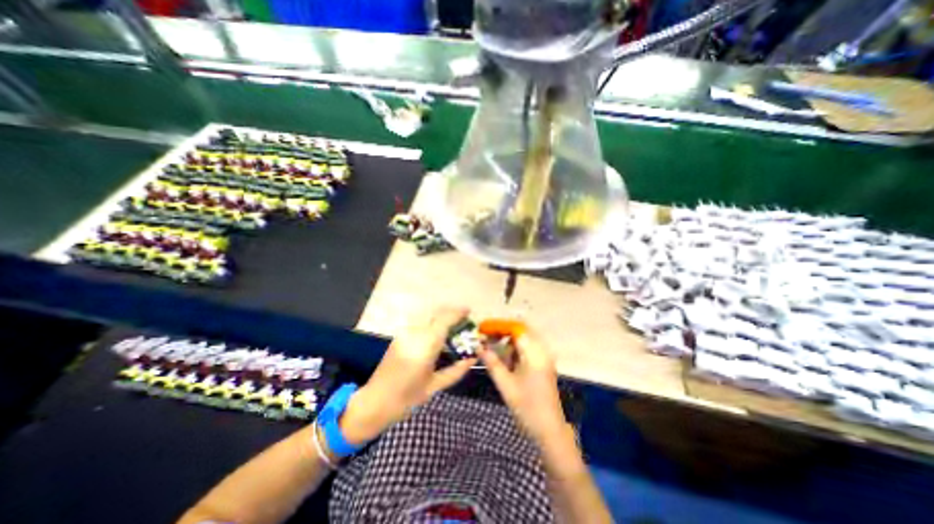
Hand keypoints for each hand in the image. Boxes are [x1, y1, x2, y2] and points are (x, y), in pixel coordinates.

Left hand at [339, 307, 476, 445]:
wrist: (374, 402)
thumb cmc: (406, 398)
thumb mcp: (435, 386)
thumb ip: (456, 370)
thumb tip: (473, 359)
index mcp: (425, 346)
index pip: (444, 320)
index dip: (458, 312)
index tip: (469, 311)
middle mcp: (414, 334)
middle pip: (436, 313)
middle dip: (451, 312)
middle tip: (463, 319)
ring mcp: (405, 333)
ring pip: (427, 315)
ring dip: (441, 315)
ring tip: (452, 324)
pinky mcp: (399, 335)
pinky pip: (420, 321)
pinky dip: (432, 321)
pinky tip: (437, 332)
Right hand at [476, 328, 565, 445]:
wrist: (549, 430)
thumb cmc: (527, 407)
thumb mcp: (505, 384)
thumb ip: (492, 362)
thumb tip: (479, 346)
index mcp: (534, 353)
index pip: (516, 328)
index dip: (499, 325)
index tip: (483, 328)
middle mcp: (542, 350)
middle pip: (521, 329)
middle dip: (503, 331)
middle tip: (487, 337)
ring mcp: (544, 357)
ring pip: (524, 338)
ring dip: (508, 340)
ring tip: (493, 348)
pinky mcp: (543, 364)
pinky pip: (528, 348)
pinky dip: (515, 349)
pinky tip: (506, 359)